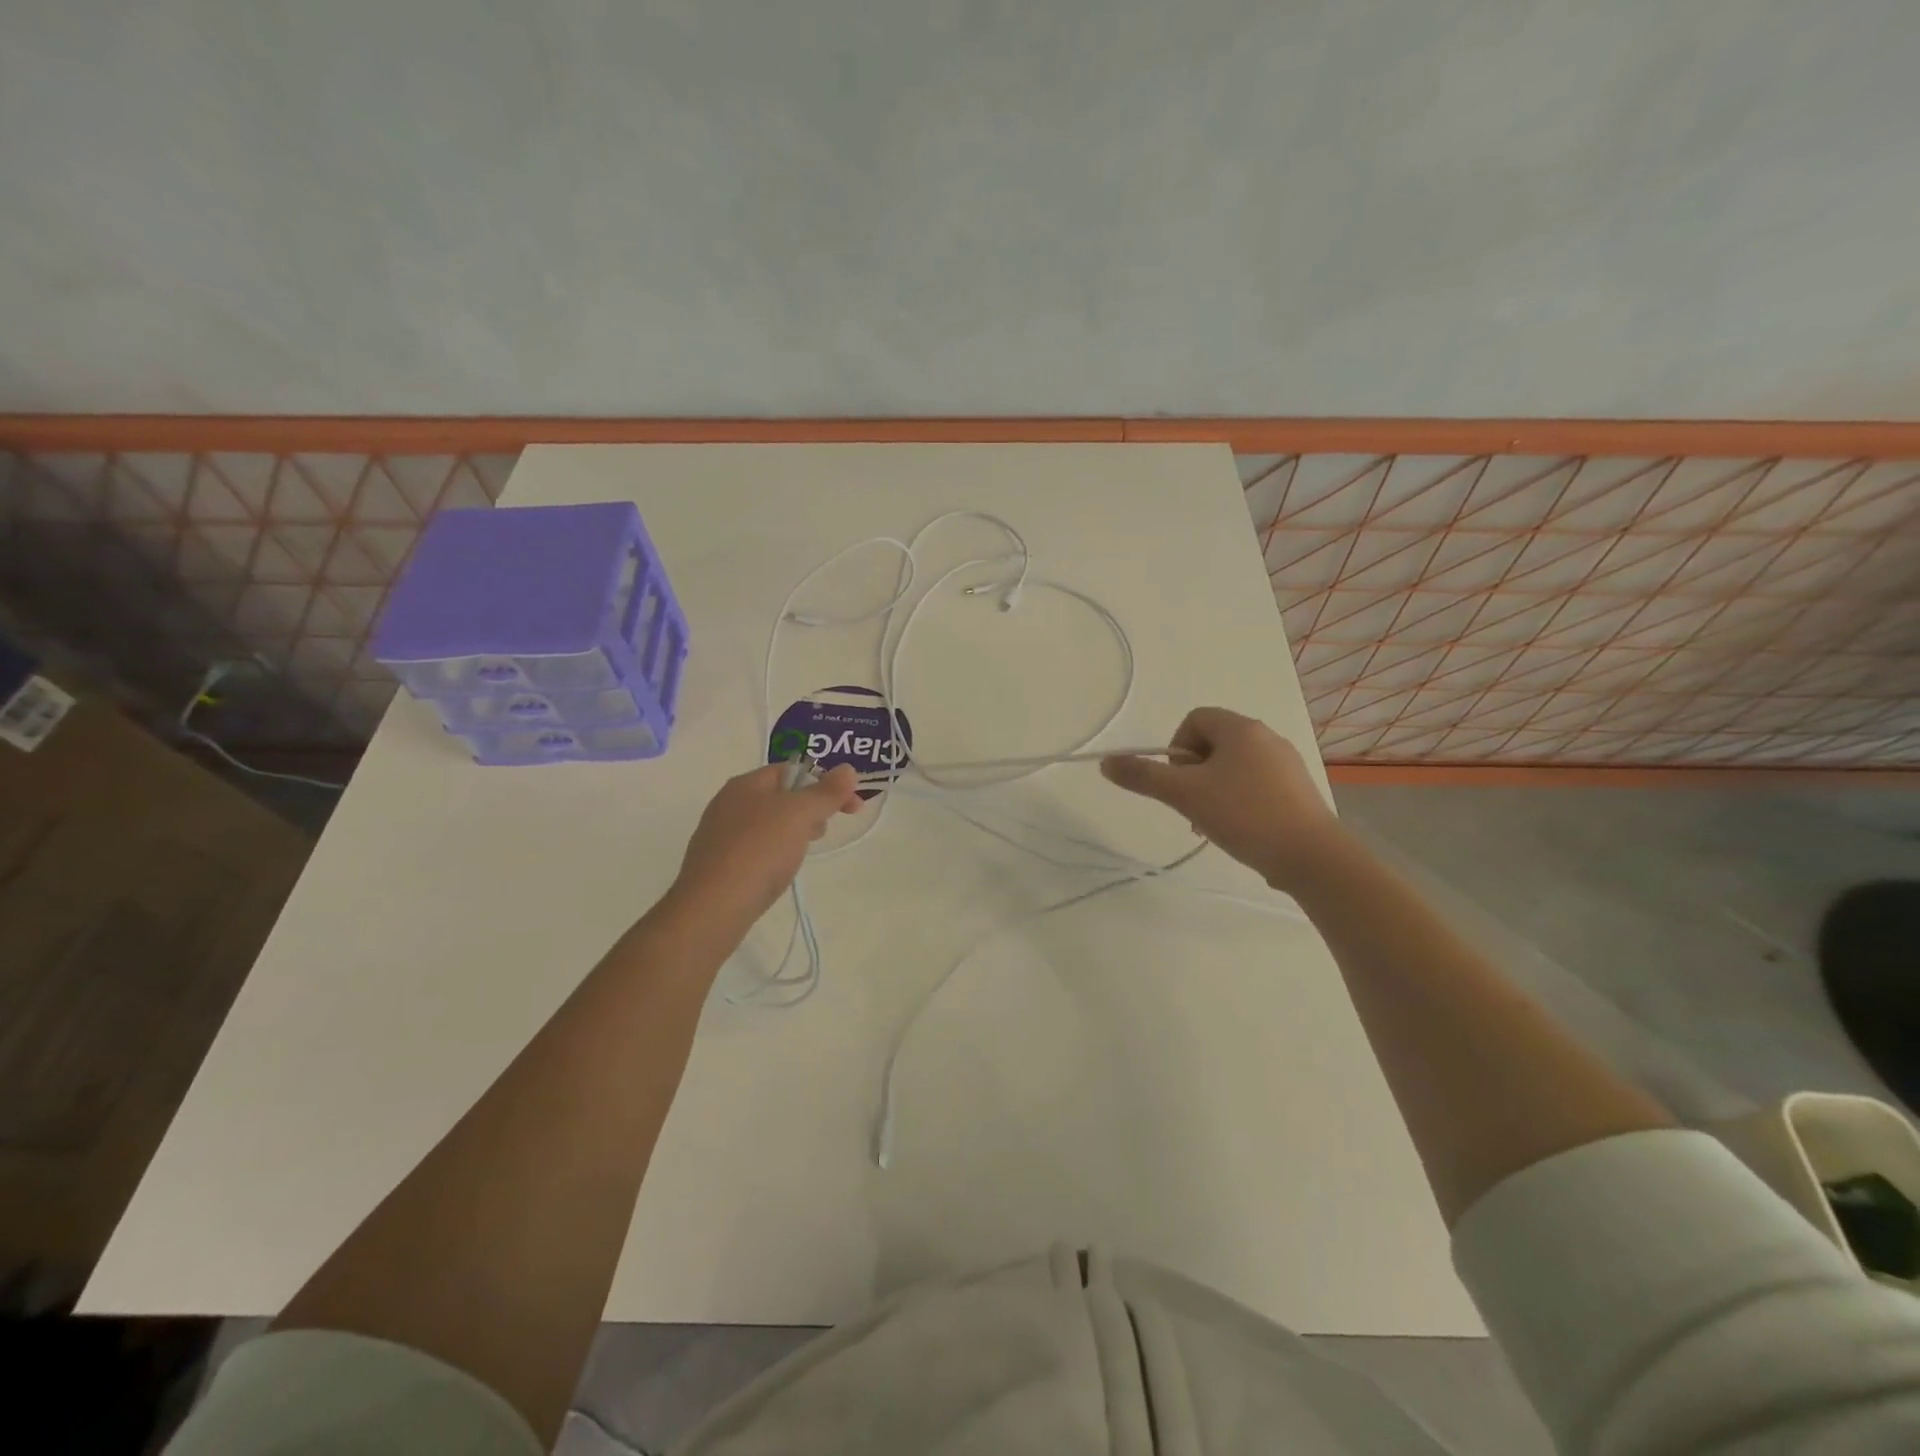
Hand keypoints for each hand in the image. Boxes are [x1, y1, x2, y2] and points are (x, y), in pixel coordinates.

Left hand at [671, 763, 862, 922]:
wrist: (712, 908)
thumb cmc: (759, 851)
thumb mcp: (800, 815)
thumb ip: (826, 792)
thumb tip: (848, 769)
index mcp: (745, 784)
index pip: (792, 770)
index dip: (825, 782)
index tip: (851, 805)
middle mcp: (728, 803)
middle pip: (781, 796)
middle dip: (811, 809)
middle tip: (824, 831)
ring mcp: (720, 835)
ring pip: (769, 824)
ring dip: (794, 832)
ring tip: (803, 854)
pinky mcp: (719, 865)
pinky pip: (756, 848)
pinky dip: (774, 853)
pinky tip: (778, 871)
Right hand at [1101, 707, 1340, 891]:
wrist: (1311, 856)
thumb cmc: (1244, 815)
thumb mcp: (1184, 794)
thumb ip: (1143, 776)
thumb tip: (1107, 762)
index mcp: (1241, 728)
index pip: (1195, 719)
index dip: (1176, 748)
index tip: (1177, 782)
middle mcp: (1267, 737)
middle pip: (1213, 743)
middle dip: (1192, 773)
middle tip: (1190, 806)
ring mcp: (1286, 764)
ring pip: (1233, 767)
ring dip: (1212, 790)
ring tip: (1211, 824)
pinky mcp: (1298, 791)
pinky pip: (1256, 785)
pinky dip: (1238, 801)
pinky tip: (1239, 831)